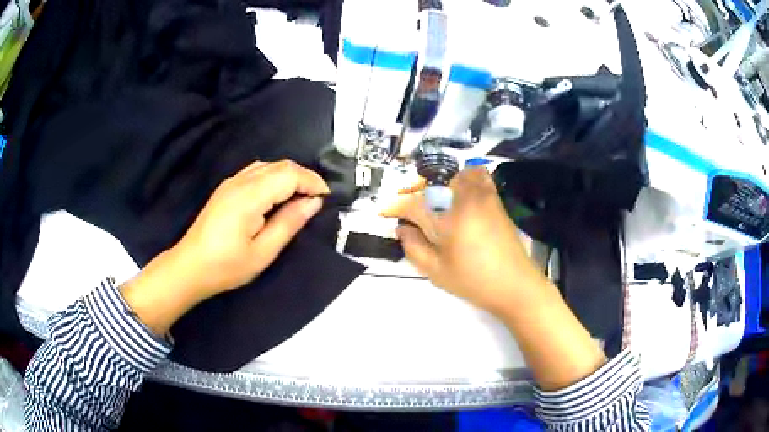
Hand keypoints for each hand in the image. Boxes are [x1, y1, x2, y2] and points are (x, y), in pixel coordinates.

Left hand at [171, 160, 329, 298]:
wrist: (190, 267)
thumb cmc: (226, 266)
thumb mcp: (263, 252)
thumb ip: (289, 223)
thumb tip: (313, 202)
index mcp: (249, 196)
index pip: (289, 174)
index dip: (312, 181)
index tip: (326, 197)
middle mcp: (240, 181)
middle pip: (280, 165)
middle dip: (304, 177)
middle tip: (317, 199)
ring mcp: (231, 182)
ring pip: (268, 165)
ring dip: (289, 176)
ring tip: (301, 197)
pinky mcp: (226, 188)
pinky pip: (256, 171)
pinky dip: (274, 177)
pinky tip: (277, 195)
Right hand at [382, 168, 544, 313]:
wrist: (516, 285)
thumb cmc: (474, 281)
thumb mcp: (436, 271)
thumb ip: (414, 247)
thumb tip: (401, 229)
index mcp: (448, 219)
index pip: (414, 204)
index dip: (395, 207)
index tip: (383, 212)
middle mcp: (464, 200)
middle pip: (433, 183)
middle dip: (414, 191)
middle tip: (407, 207)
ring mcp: (483, 197)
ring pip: (455, 174)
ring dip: (438, 183)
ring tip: (432, 200)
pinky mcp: (496, 201)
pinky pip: (479, 176)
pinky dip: (465, 177)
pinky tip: (459, 193)